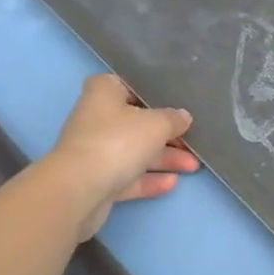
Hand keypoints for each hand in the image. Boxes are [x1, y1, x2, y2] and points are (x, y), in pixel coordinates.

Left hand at [47, 75, 198, 240]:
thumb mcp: (157, 124)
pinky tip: (173, 183)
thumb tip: (183, 117)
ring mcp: (95, 151)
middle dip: (167, 134)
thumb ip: (174, 118)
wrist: (79, 189)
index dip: (151, 93)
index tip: (175, 101)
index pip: (127, 85)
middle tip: (193, 140)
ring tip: (194, 166)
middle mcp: (96, 119)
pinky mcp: (97, 180)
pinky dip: (150, 179)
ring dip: (164, 158)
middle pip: (137, 123)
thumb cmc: (118, 141)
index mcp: (104, 94)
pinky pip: (128, 176)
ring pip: (135, 152)